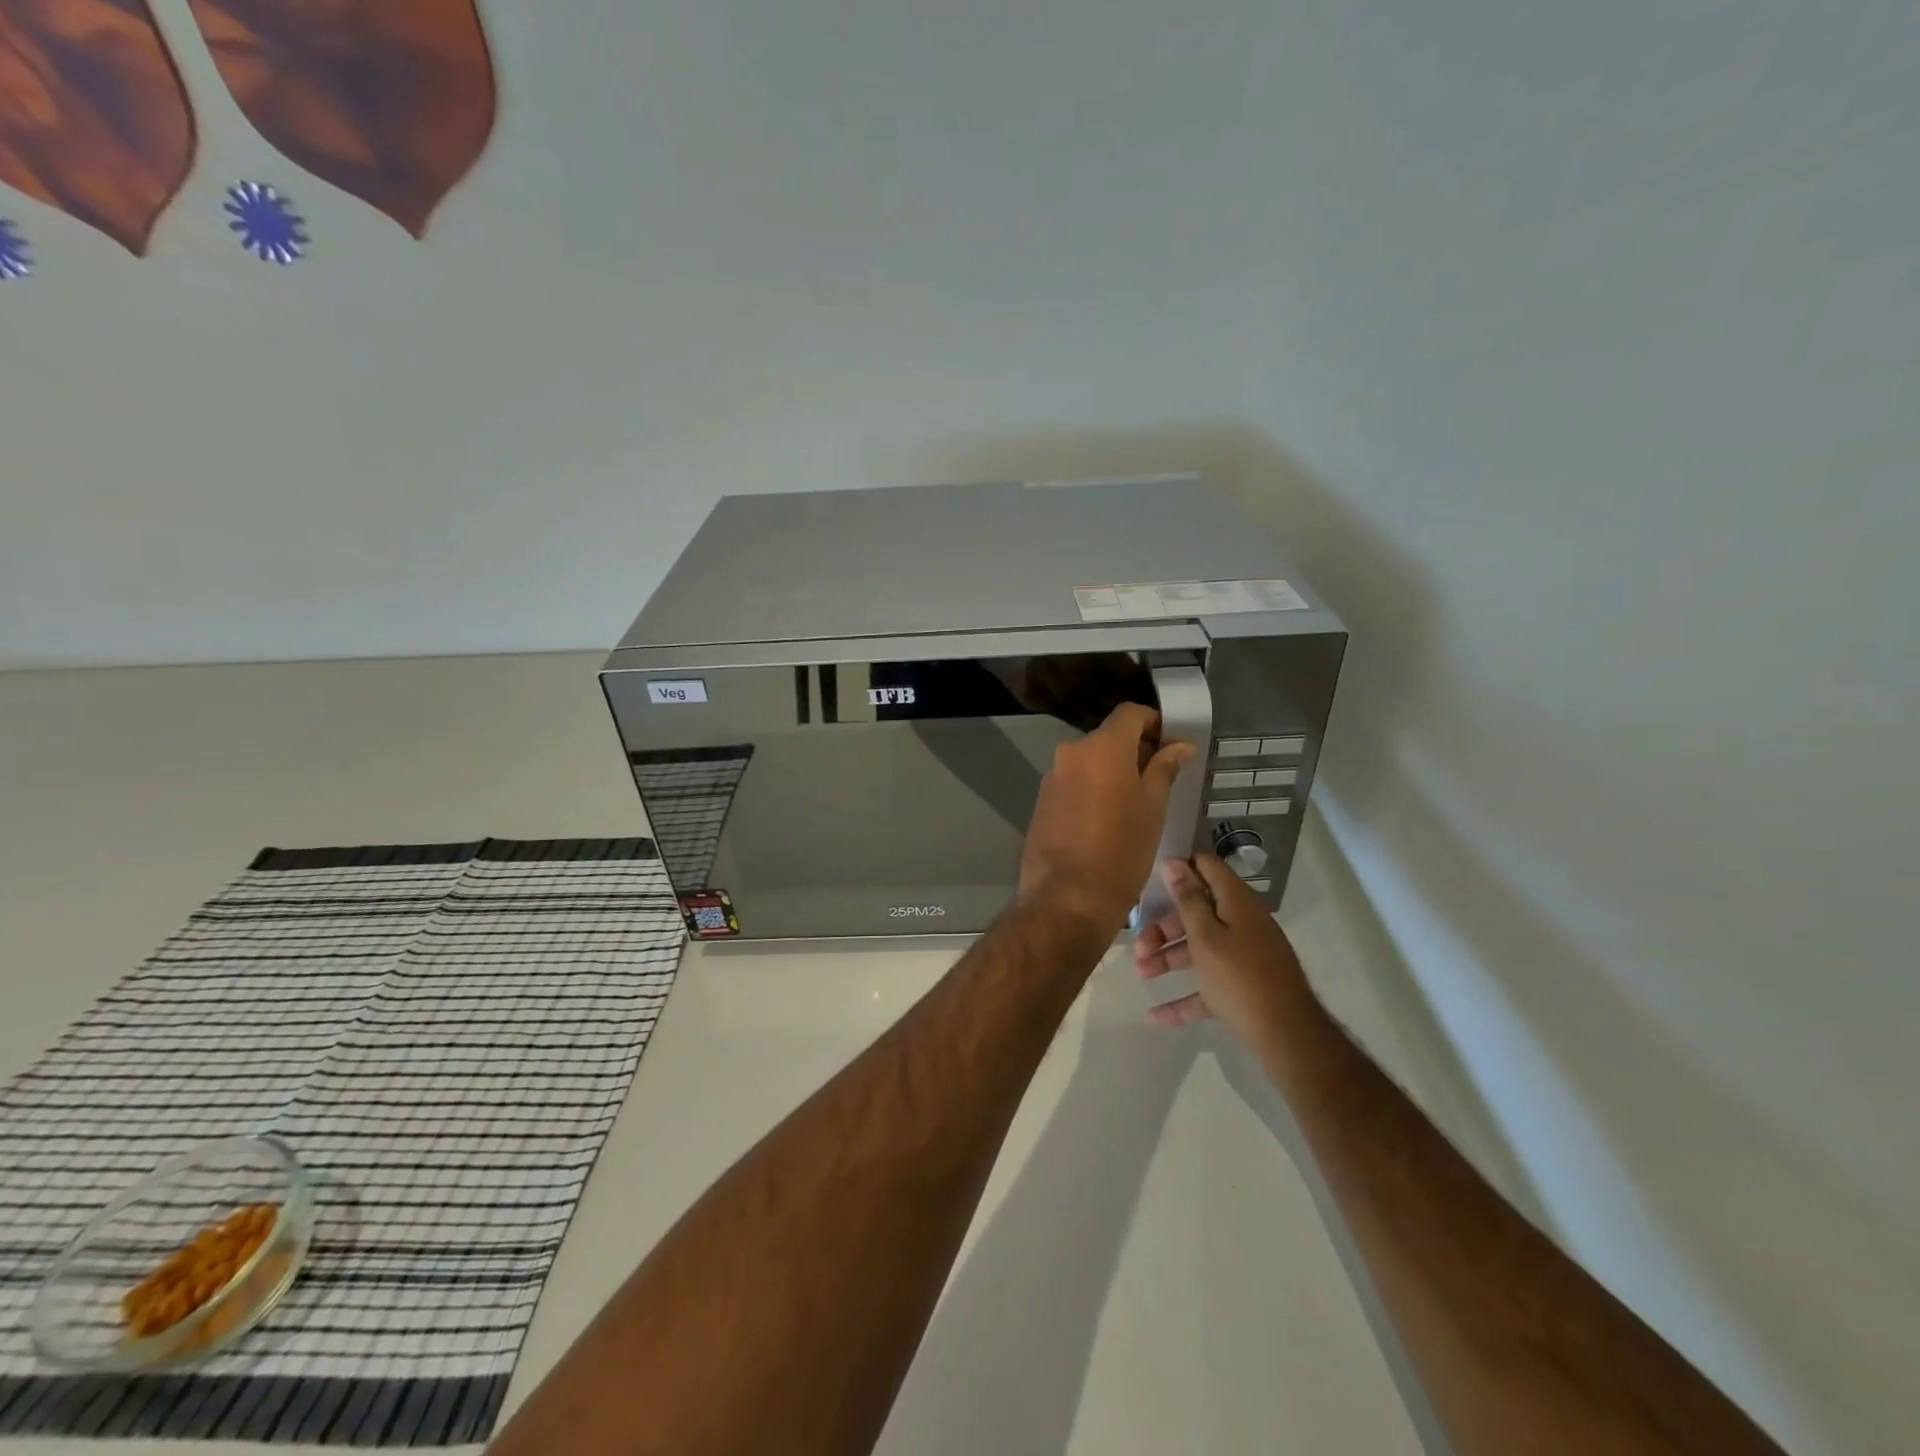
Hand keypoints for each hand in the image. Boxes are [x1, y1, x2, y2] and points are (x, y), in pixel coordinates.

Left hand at [1017, 703, 1194, 934]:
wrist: (1066, 898)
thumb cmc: (1121, 850)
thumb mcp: (1153, 807)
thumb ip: (1164, 768)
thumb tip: (1179, 745)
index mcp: (1102, 747)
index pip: (1130, 713)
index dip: (1154, 723)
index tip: (1170, 744)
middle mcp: (1071, 753)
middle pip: (1108, 737)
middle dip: (1134, 751)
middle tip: (1159, 779)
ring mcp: (1052, 777)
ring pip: (1089, 762)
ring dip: (1111, 772)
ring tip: (1134, 803)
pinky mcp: (1041, 801)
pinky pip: (1073, 783)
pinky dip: (1092, 789)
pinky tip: (1105, 819)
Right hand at [1133, 854, 1311, 1038]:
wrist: (1288, 1038)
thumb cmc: (1239, 978)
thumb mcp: (1206, 936)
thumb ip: (1188, 900)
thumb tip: (1175, 862)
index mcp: (1236, 903)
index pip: (1207, 868)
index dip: (1180, 868)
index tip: (1150, 880)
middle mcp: (1243, 923)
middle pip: (1197, 913)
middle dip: (1164, 927)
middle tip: (1139, 945)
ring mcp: (1245, 957)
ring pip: (1200, 949)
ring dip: (1169, 959)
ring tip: (1141, 975)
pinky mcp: (1244, 988)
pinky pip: (1208, 985)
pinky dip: (1184, 998)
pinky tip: (1155, 1016)